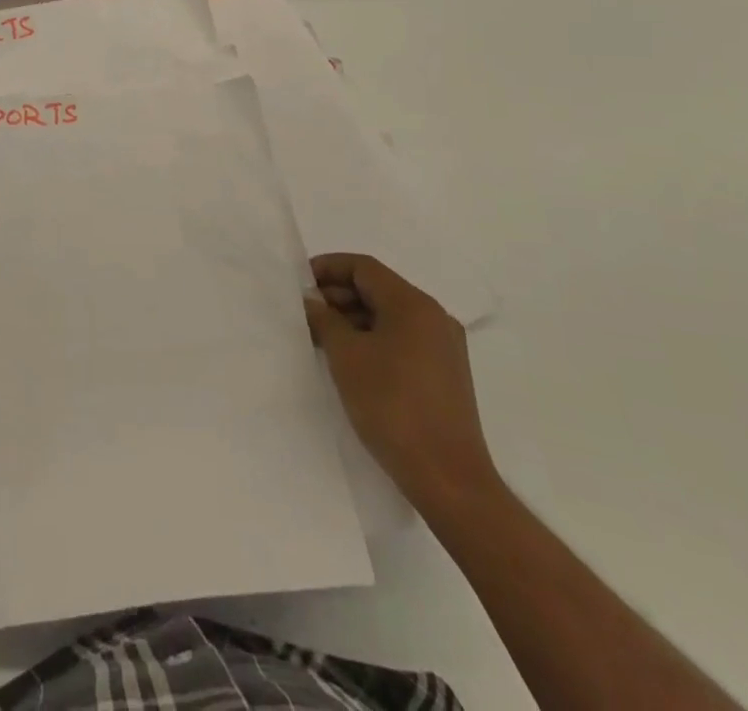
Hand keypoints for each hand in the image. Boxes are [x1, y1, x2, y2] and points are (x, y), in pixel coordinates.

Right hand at [305, 252, 497, 513]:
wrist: (448, 479)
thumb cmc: (392, 406)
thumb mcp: (346, 356)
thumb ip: (325, 319)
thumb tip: (313, 300)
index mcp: (413, 304)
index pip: (364, 267)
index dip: (328, 268)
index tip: (299, 283)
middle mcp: (434, 317)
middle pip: (378, 289)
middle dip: (338, 295)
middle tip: (306, 313)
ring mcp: (443, 346)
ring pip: (389, 316)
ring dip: (353, 319)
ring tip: (321, 338)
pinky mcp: (445, 374)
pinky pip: (402, 339)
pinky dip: (373, 339)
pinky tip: (349, 360)